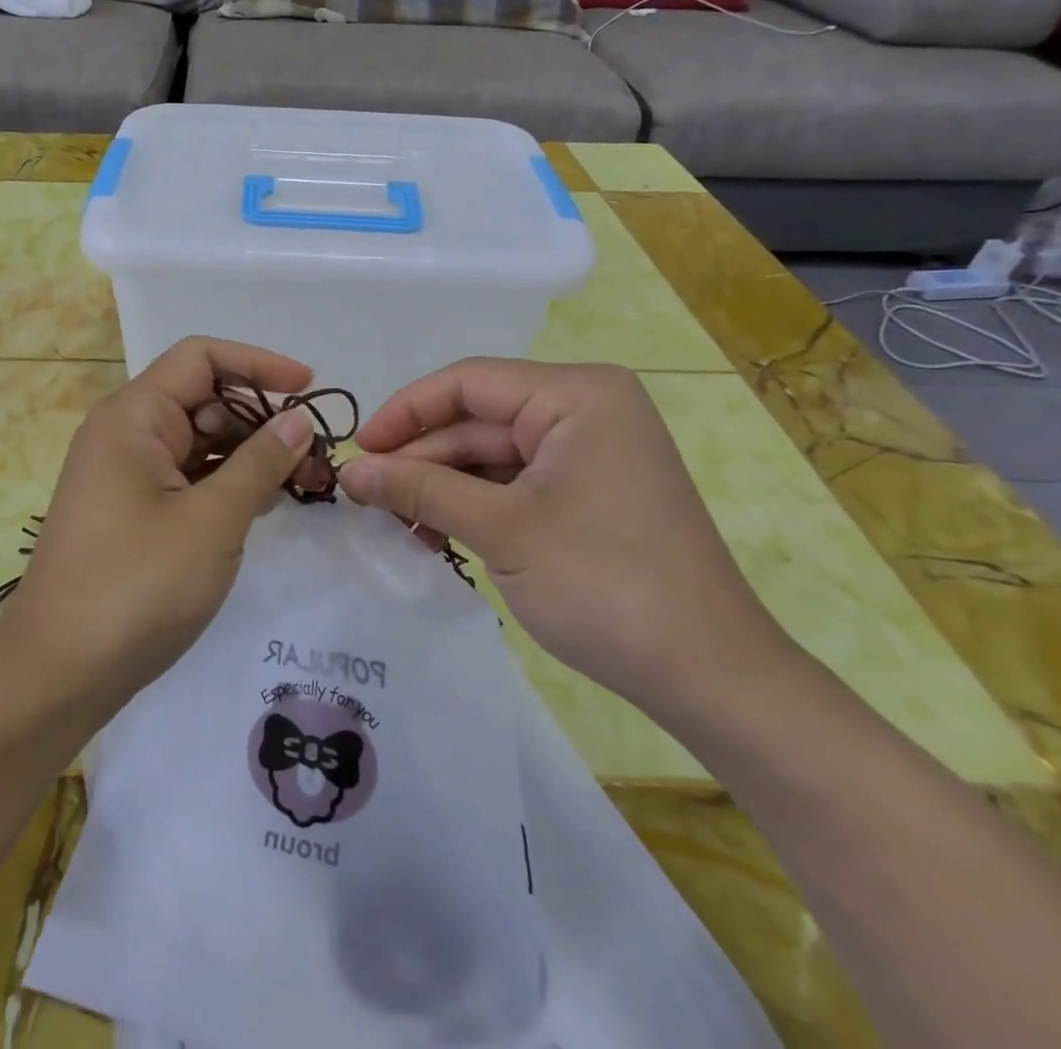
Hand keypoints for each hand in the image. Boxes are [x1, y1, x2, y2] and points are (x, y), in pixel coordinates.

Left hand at [0, 336, 318, 717]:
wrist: (57, 674)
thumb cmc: (135, 586)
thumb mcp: (212, 521)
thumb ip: (260, 463)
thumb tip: (300, 420)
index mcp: (133, 417)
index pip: (201, 358)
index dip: (259, 364)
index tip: (309, 390)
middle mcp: (125, 433)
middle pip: (204, 399)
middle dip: (262, 419)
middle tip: (316, 457)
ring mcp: (126, 474)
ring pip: (199, 441)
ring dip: (250, 455)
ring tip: (304, 484)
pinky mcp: (132, 510)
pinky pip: (187, 477)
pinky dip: (227, 484)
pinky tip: (265, 504)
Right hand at [339, 360, 802, 725]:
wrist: (711, 677)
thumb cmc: (605, 585)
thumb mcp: (501, 530)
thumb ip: (420, 489)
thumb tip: (349, 470)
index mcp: (576, 394)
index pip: (467, 382)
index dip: (404, 412)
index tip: (358, 451)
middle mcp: (585, 409)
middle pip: (477, 419)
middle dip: (421, 458)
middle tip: (365, 497)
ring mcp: (589, 451)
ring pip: (490, 454)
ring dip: (441, 486)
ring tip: (394, 523)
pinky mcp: (588, 490)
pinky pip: (514, 482)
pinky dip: (473, 504)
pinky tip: (433, 534)